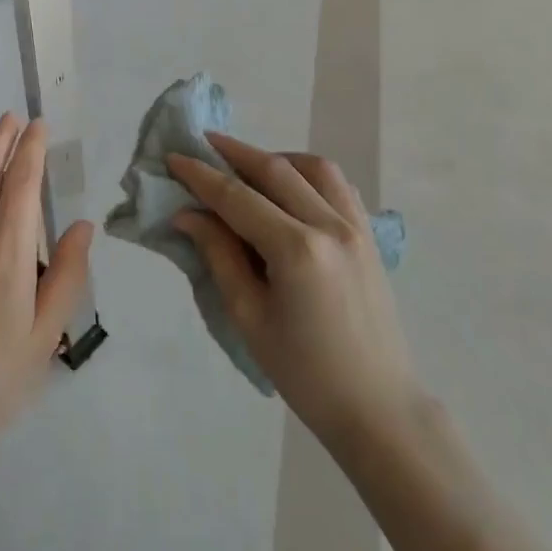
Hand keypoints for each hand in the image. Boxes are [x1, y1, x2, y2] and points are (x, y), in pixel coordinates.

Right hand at [168, 133, 416, 449]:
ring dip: (275, 157)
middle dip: (234, 152)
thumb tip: (188, 215)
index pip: (237, 197)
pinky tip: (289, 188)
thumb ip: (219, 255)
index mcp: (296, 250)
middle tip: (202, 144)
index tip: (173, 158)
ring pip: (314, 168)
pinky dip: (308, 174)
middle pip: (275, 169)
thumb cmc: (304, 371)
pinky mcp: (370, 237)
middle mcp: (330, 226)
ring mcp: (357, 228)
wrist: (378, 406)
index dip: (201, 175)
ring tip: (246, 166)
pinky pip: (338, 187)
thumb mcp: (248, 316)